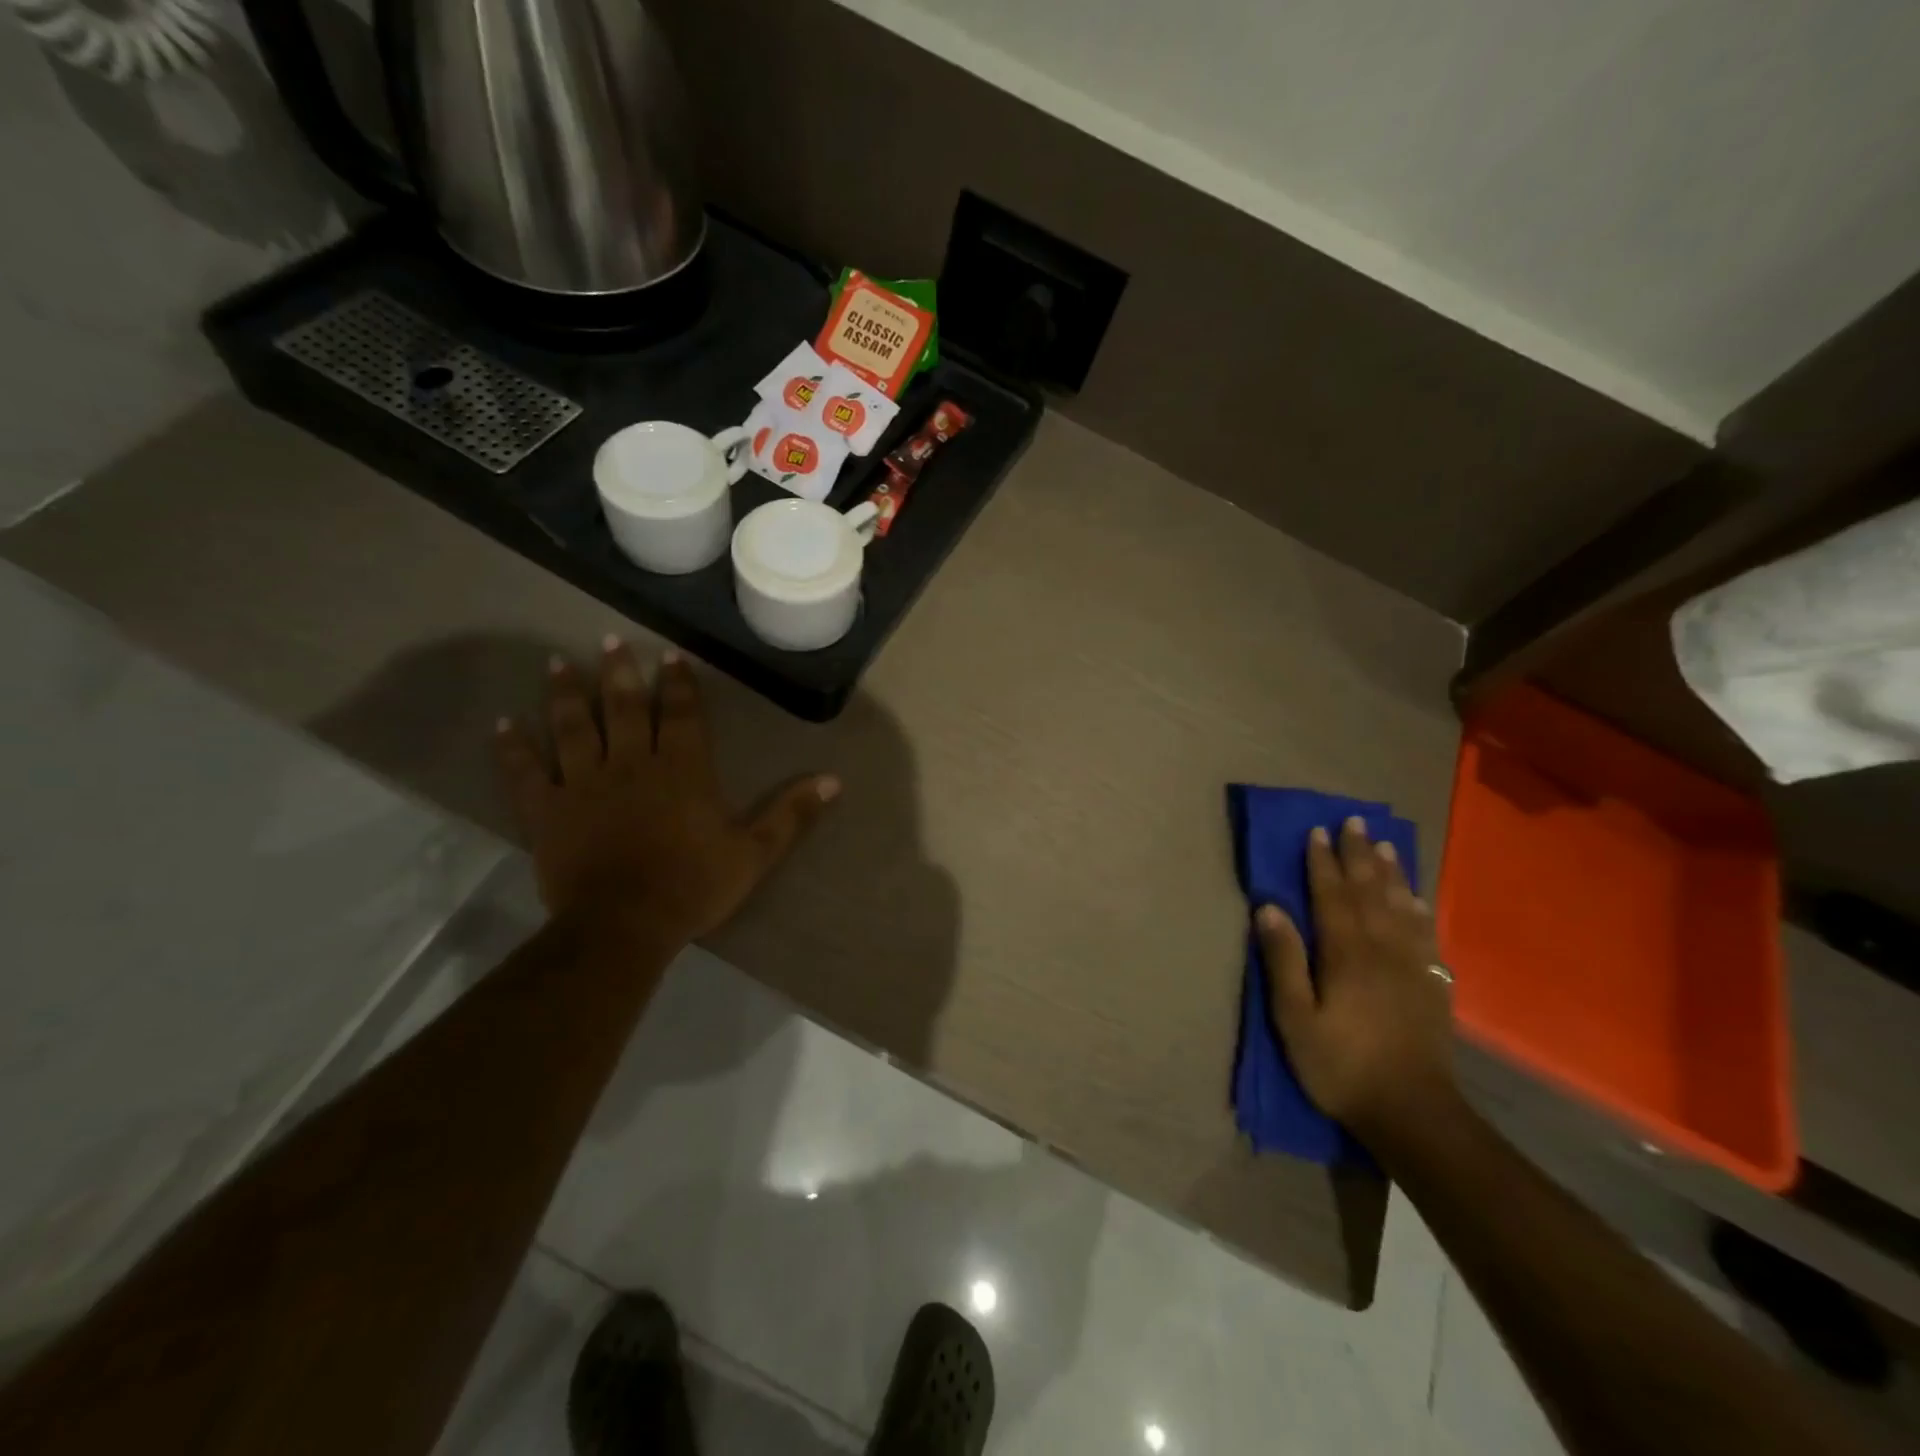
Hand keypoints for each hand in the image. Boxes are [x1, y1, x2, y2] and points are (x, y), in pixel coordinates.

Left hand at [494, 638, 837, 946]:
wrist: (625, 925)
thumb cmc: (693, 886)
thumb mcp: (755, 852)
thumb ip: (791, 814)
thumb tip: (834, 780)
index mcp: (683, 770)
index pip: (683, 714)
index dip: (679, 683)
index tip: (671, 654)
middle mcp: (632, 763)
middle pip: (625, 708)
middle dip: (620, 672)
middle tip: (611, 640)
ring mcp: (585, 784)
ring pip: (574, 727)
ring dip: (567, 694)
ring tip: (557, 662)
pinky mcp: (548, 810)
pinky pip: (528, 772)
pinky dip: (514, 747)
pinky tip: (503, 723)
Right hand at [1257, 816, 1455, 1139]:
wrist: (1414, 1113)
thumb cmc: (1341, 1065)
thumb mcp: (1295, 1018)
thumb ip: (1283, 960)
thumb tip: (1268, 907)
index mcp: (1346, 953)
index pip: (1331, 895)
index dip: (1322, 862)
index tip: (1317, 831)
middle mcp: (1382, 948)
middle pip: (1369, 891)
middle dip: (1358, 854)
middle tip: (1354, 821)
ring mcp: (1413, 965)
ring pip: (1401, 905)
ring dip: (1390, 872)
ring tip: (1384, 844)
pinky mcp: (1432, 985)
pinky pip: (1426, 933)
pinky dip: (1419, 908)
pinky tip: (1416, 897)